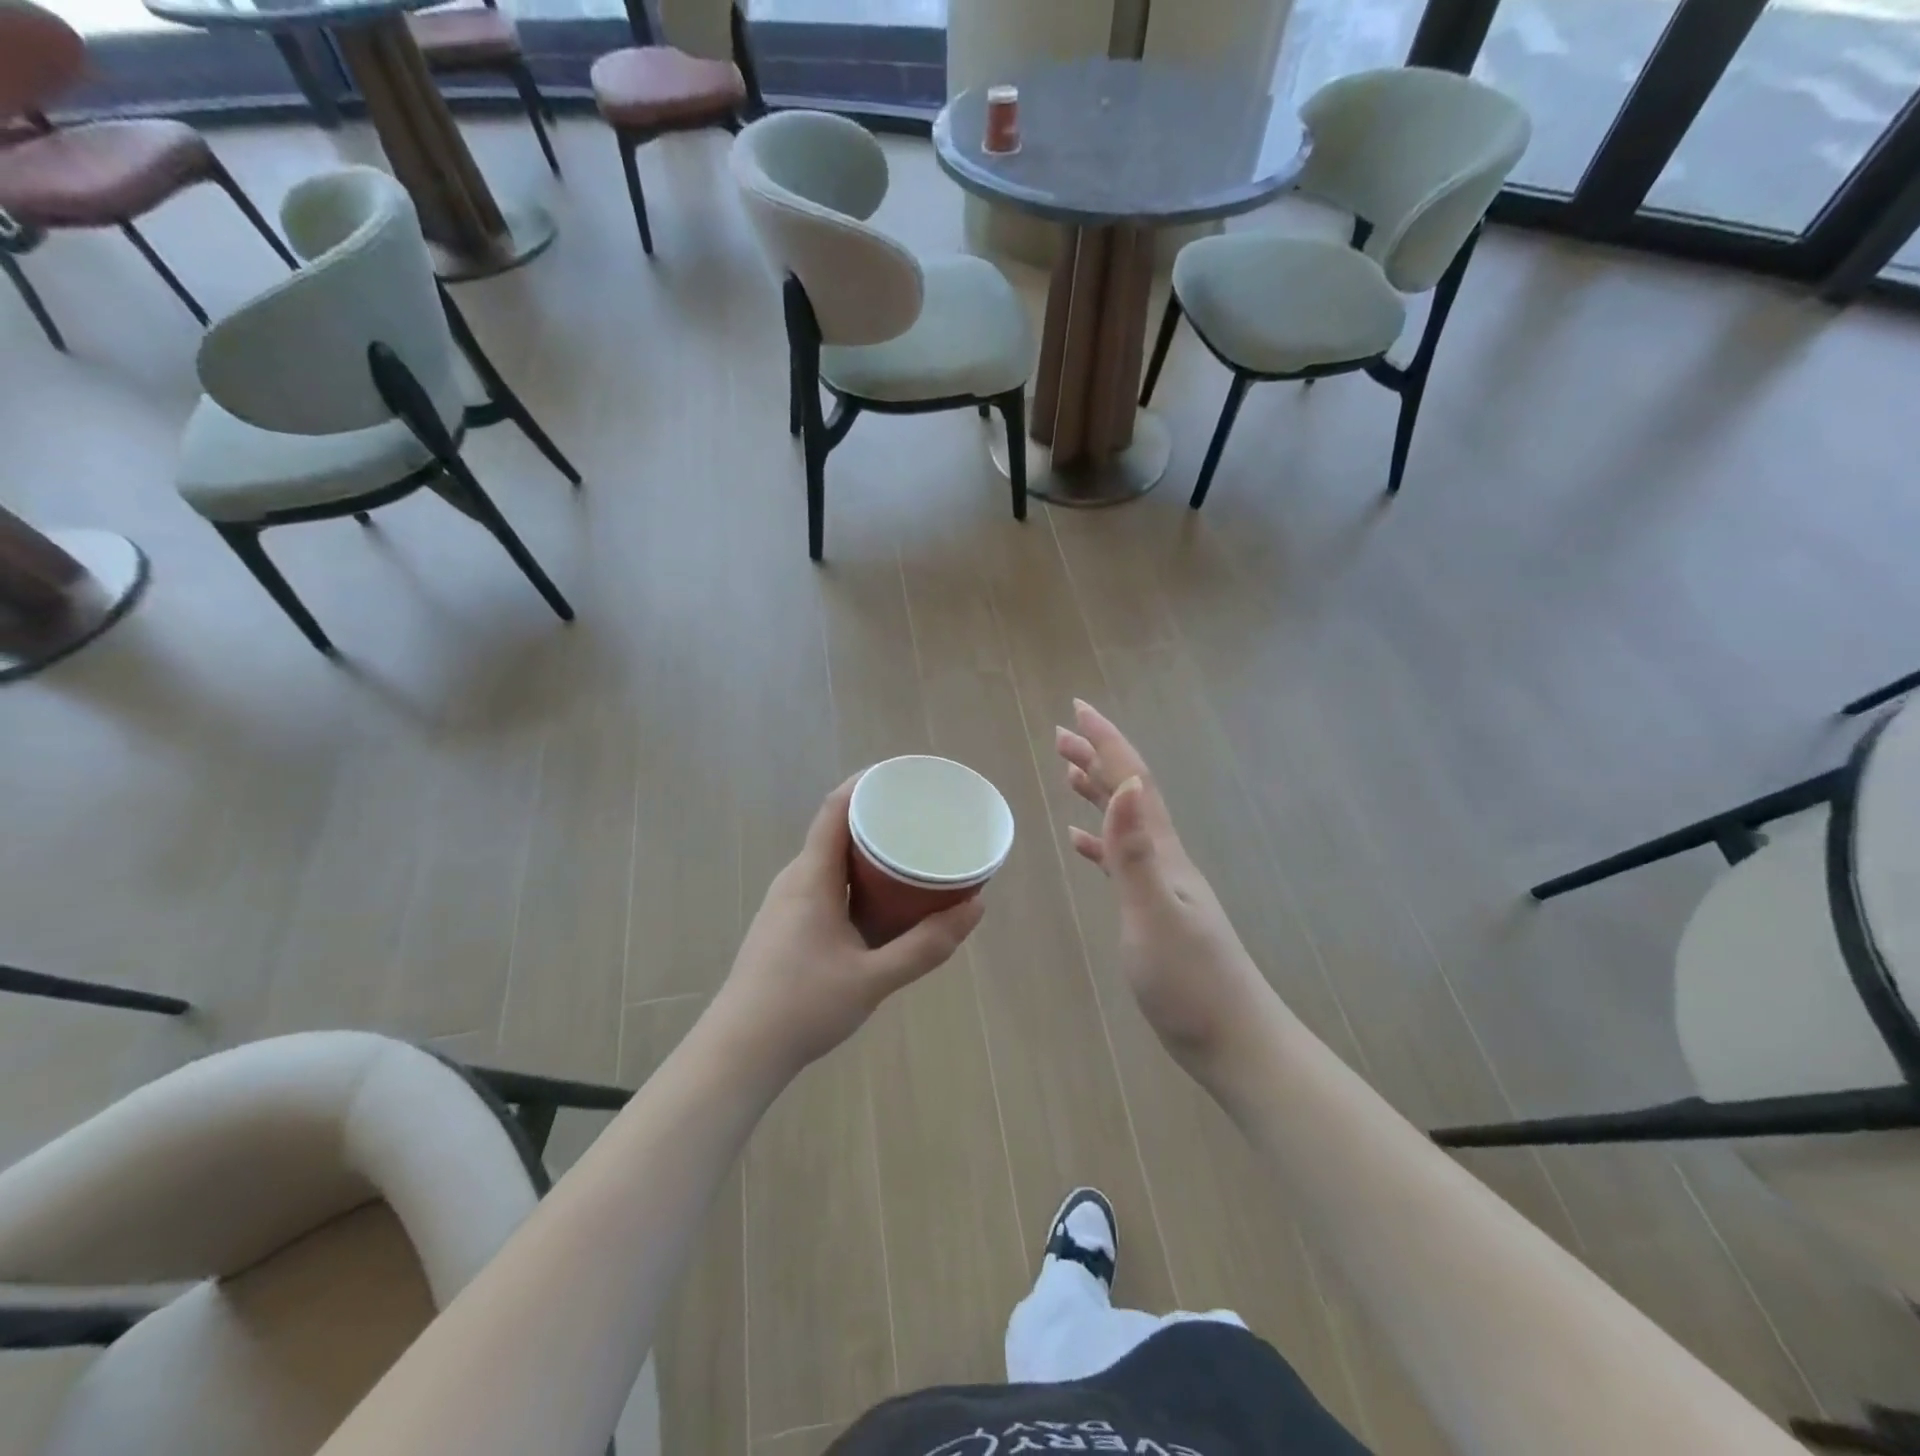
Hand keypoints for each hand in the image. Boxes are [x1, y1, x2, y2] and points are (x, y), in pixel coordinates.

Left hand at [715, 777, 984, 1076]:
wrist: (739, 1052)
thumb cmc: (803, 1006)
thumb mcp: (874, 978)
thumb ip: (926, 945)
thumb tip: (975, 908)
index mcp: (811, 878)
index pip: (836, 809)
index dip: (867, 783)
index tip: (905, 776)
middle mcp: (795, 879)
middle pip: (836, 829)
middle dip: (878, 816)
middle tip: (921, 817)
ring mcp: (786, 902)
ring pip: (831, 859)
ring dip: (867, 850)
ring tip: (908, 853)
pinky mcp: (786, 924)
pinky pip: (825, 882)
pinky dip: (855, 877)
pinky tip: (880, 899)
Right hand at [1056, 701, 1267, 1066]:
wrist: (1234, 1039)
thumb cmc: (1190, 982)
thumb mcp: (1155, 914)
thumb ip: (1136, 852)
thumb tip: (1128, 785)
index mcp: (1164, 851)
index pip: (1133, 781)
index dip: (1105, 742)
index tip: (1076, 709)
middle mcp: (1165, 857)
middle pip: (1129, 793)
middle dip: (1097, 758)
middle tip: (1061, 734)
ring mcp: (1162, 883)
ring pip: (1125, 822)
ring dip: (1098, 792)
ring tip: (1069, 772)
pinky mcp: (1154, 909)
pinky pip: (1120, 860)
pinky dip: (1098, 842)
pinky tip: (1080, 843)